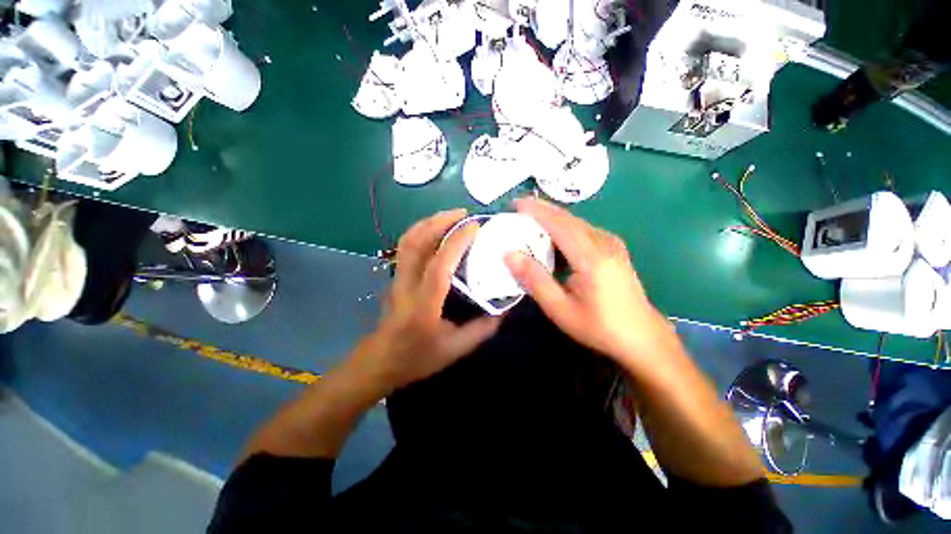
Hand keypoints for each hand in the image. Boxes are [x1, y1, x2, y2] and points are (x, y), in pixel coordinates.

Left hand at [349, 209, 501, 394]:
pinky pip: (405, 246)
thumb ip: (483, 328)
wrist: (381, 361)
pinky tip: (434, 229)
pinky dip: (420, 231)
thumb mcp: (456, 349)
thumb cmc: (418, 357)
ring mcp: (397, 278)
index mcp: (424, 305)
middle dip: (439, 222)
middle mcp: (407, 286)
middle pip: (416, 243)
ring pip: (407, 241)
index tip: (475, 227)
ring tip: (450, 215)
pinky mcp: (395, 276)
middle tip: (463, 213)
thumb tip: (505, 308)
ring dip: (428, 222)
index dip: (456, 242)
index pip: (439, 266)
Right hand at [504, 198, 674, 369]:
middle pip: (568, 218)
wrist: (641, 336)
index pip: (559, 223)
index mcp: (591, 257)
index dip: (536, 211)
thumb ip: (535, 279)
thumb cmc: (598, 326)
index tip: (515, 204)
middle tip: (518, 209)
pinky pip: (583, 230)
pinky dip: (563, 228)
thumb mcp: (560, 308)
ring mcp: (611, 244)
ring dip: (552, 218)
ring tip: (529, 221)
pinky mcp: (613, 248)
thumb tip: (510, 255)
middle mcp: (604, 242)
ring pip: (576, 222)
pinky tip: (552, 238)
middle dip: (542, 210)